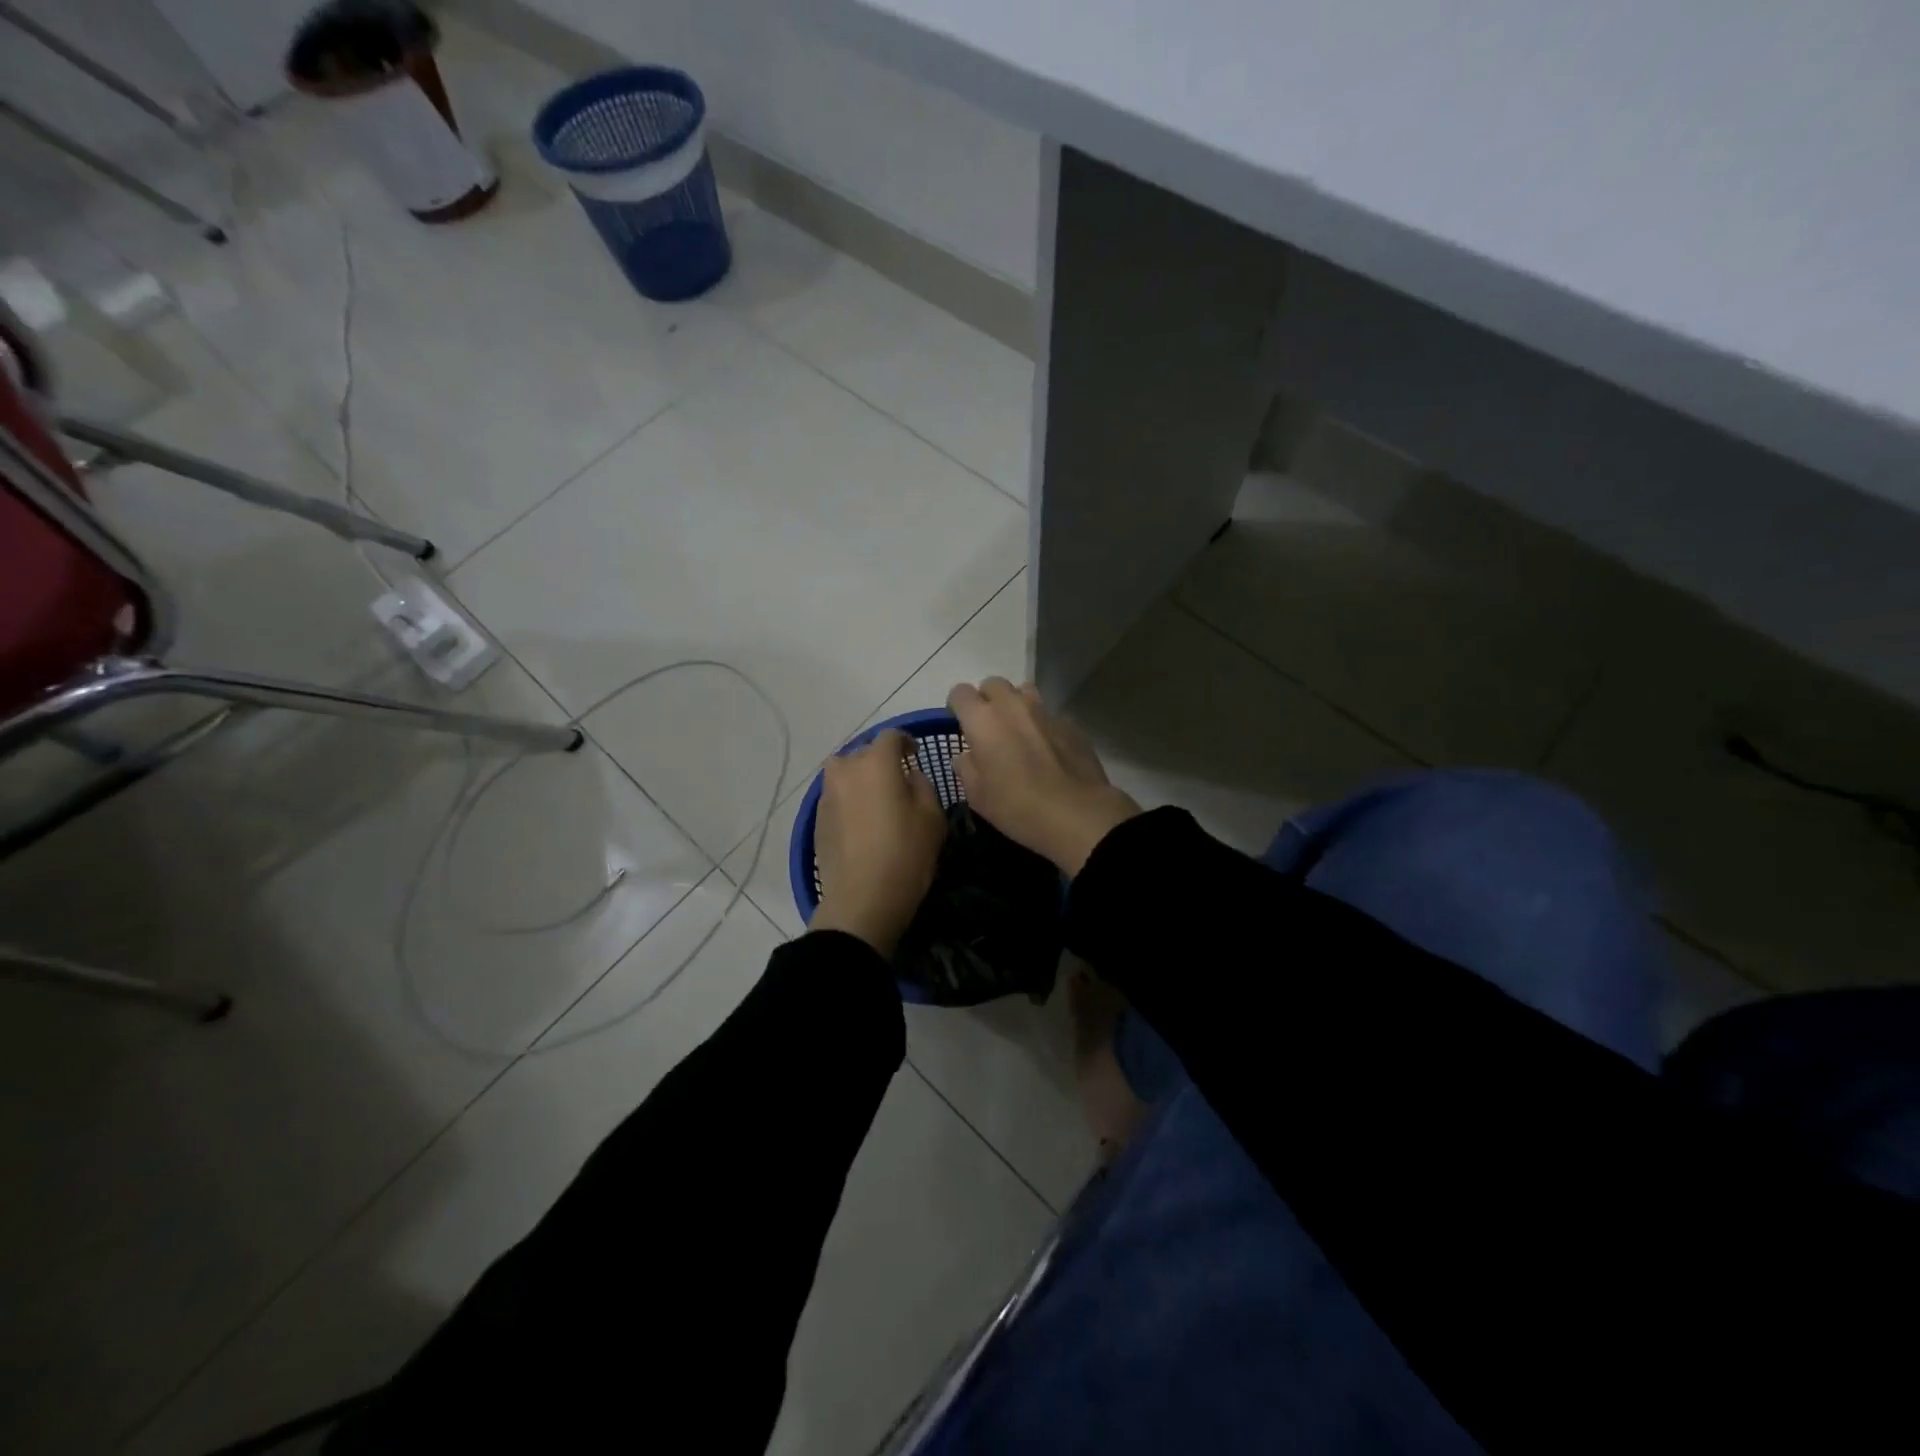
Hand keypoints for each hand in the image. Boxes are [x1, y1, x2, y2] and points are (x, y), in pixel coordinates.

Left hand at [811, 730, 947, 956]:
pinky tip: (863, 825)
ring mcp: (826, 795)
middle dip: (880, 761)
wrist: (862, 899)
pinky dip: (850, 802)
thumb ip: (922, 785)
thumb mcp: (932, 816)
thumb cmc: (905, 852)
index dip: (906, 741)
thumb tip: (908, 776)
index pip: (891, 736)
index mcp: (875, 762)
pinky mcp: (817, 820)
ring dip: (861, 781)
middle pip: (863, 753)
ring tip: (878, 802)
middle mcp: (845, 770)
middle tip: (898, 781)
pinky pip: (837, 798)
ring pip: (845, 775)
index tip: (915, 754)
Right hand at [946, 678, 1139, 875]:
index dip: (957, 706)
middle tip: (989, 727)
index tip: (960, 724)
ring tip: (1018, 732)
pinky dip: (1041, 726)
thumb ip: (966, 767)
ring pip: (1023, 692)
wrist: (1076, 813)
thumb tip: (967, 756)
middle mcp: (1012, 706)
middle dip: (987, 700)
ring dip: (1016, 705)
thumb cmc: (1016, 806)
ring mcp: (1044, 711)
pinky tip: (1046, 750)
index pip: (960, 692)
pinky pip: (1048, 715)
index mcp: (983, 719)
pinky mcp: (1070, 723)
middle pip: (993, 684)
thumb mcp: (977, 795)